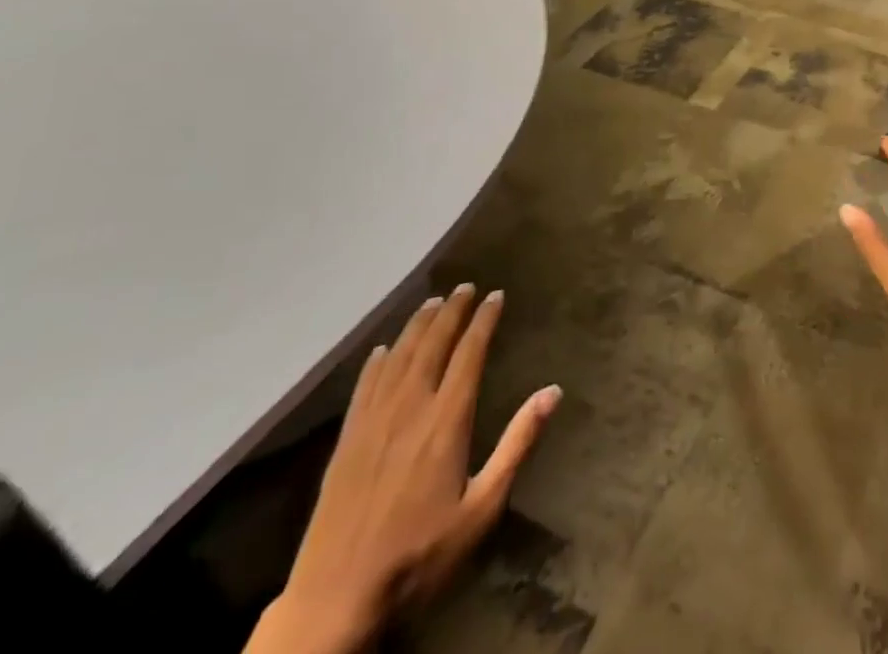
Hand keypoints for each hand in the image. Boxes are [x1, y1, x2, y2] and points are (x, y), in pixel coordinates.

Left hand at [254, 285, 560, 653]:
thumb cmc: (420, 554)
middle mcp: (410, 409)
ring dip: (417, 327)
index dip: (483, 320)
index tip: (495, 295)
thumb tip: (553, 391)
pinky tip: (383, 350)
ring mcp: (372, 424)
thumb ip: (517, 444)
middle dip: (451, 312)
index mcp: (446, 420)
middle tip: (465, 287)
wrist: (335, 601)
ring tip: (431, 302)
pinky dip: (377, 362)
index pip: (469, 353)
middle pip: (432, 346)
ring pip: (398, 359)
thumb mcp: (482, 506)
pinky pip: (364, 388)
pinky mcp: (345, 443)